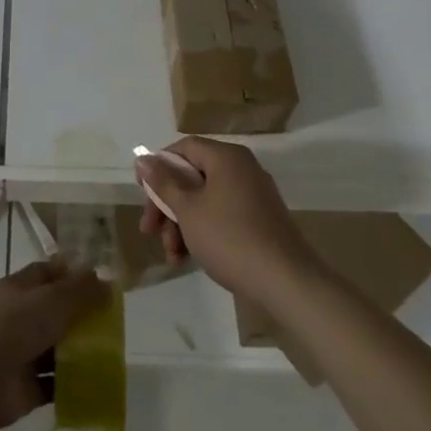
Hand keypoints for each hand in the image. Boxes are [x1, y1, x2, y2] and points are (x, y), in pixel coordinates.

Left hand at [0, 259, 108, 430]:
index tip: (101, 282)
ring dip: (80, 352)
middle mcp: (20, 317)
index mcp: (20, 288)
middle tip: (114, 323)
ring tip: (113, 355)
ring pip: (57, 348)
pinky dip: (73, 385)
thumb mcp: (53, 300)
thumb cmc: (14, 326)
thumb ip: (81, 290)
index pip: (49, 273)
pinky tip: (98, 385)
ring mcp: (22, 353)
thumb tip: (108, 280)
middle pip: (56, 312)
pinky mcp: (26, 387)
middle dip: (82, 316)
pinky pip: (55, 383)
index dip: (73, 274)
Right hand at [138, 136, 315, 302]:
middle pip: (192, 176)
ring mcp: (253, 195)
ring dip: (181, 223)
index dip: (159, 167)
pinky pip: (222, 215)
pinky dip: (203, 230)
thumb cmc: (230, 238)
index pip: (184, 148)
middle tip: (150, 230)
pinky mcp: (260, 220)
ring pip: (205, 199)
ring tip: (171, 255)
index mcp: (226, 157)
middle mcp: (241, 168)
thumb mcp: (188, 209)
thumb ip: (163, 182)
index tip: (143, 193)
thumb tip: (143, 159)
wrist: (286, 282)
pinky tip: (189, 257)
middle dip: (167, 204)